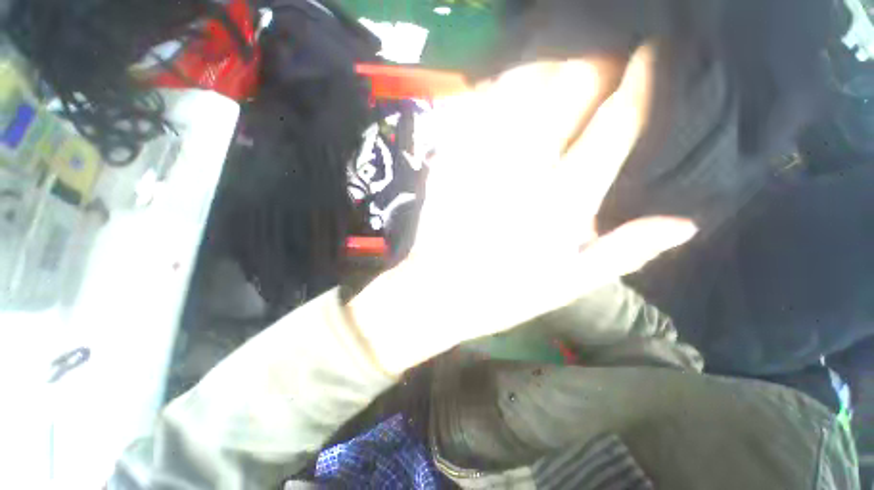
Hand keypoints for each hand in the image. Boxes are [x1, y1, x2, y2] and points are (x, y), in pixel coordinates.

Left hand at [350, 47, 697, 373]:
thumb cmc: (501, 296)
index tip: (652, 52)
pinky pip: (475, 105)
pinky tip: (504, 88)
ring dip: (546, 64)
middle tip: (603, 62)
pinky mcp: (448, 161)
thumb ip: (625, 251)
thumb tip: (686, 223)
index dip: (643, 79)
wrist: (438, 292)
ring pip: (520, 83)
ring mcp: (480, 160)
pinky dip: (496, 87)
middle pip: (570, 86)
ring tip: (558, 66)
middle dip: (594, 61)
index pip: (618, 123)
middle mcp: (523, 170)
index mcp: (561, 203)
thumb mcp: (567, 285)